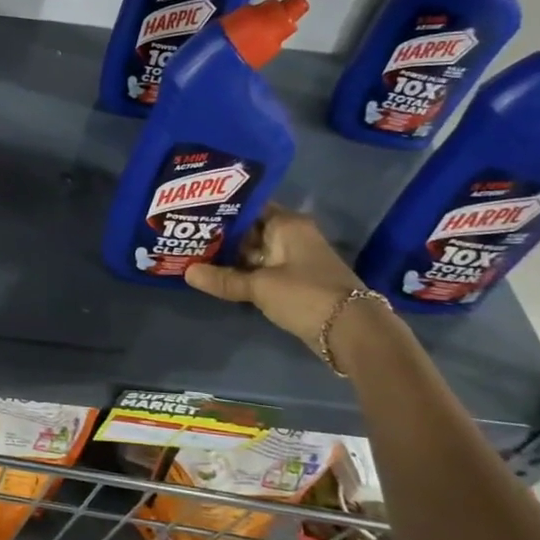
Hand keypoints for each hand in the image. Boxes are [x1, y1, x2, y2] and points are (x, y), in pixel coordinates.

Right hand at [185, 205, 369, 349]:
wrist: (353, 332)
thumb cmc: (306, 295)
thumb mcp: (260, 286)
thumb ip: (223, 279)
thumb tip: (187, 272)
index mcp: (287, 224)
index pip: (249, 207)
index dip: (221, 208)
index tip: (192, 211)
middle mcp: (292, 236)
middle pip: (250, 230)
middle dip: (221, 235)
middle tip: (186, 234)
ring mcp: (294, 260)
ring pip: (254, 253)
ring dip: (230, 257)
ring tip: (193, 254)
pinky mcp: (295, 282)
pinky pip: (262, 271)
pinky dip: (243, 274)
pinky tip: (217, 276)